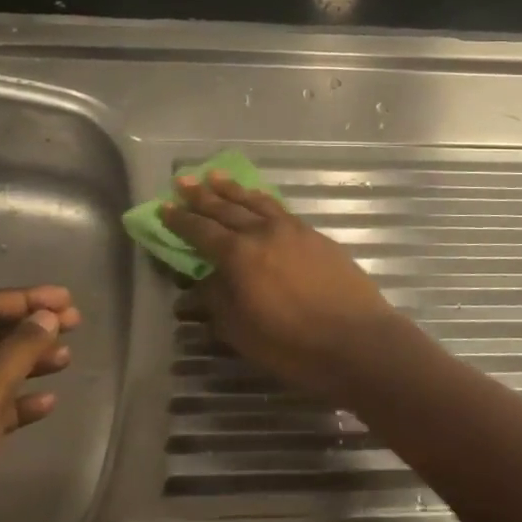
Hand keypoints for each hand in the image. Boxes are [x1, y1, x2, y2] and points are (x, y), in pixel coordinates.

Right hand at [162, 171, 397, 401]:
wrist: (358, 341)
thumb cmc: (293, 345)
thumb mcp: (241, 331)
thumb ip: (217, 300)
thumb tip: (202, 281)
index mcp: (240, 255)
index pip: (201, 231)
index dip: (180, 220)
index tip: (163, 208)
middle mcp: (264, 233)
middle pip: (226, 209)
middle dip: (202, 195)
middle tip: (182, 181)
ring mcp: (293, 230)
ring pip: (256, 202)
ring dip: (233, 190)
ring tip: (215, 176)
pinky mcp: (316, 236)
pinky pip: (280, 210)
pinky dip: (263, 201)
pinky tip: (259, 200)